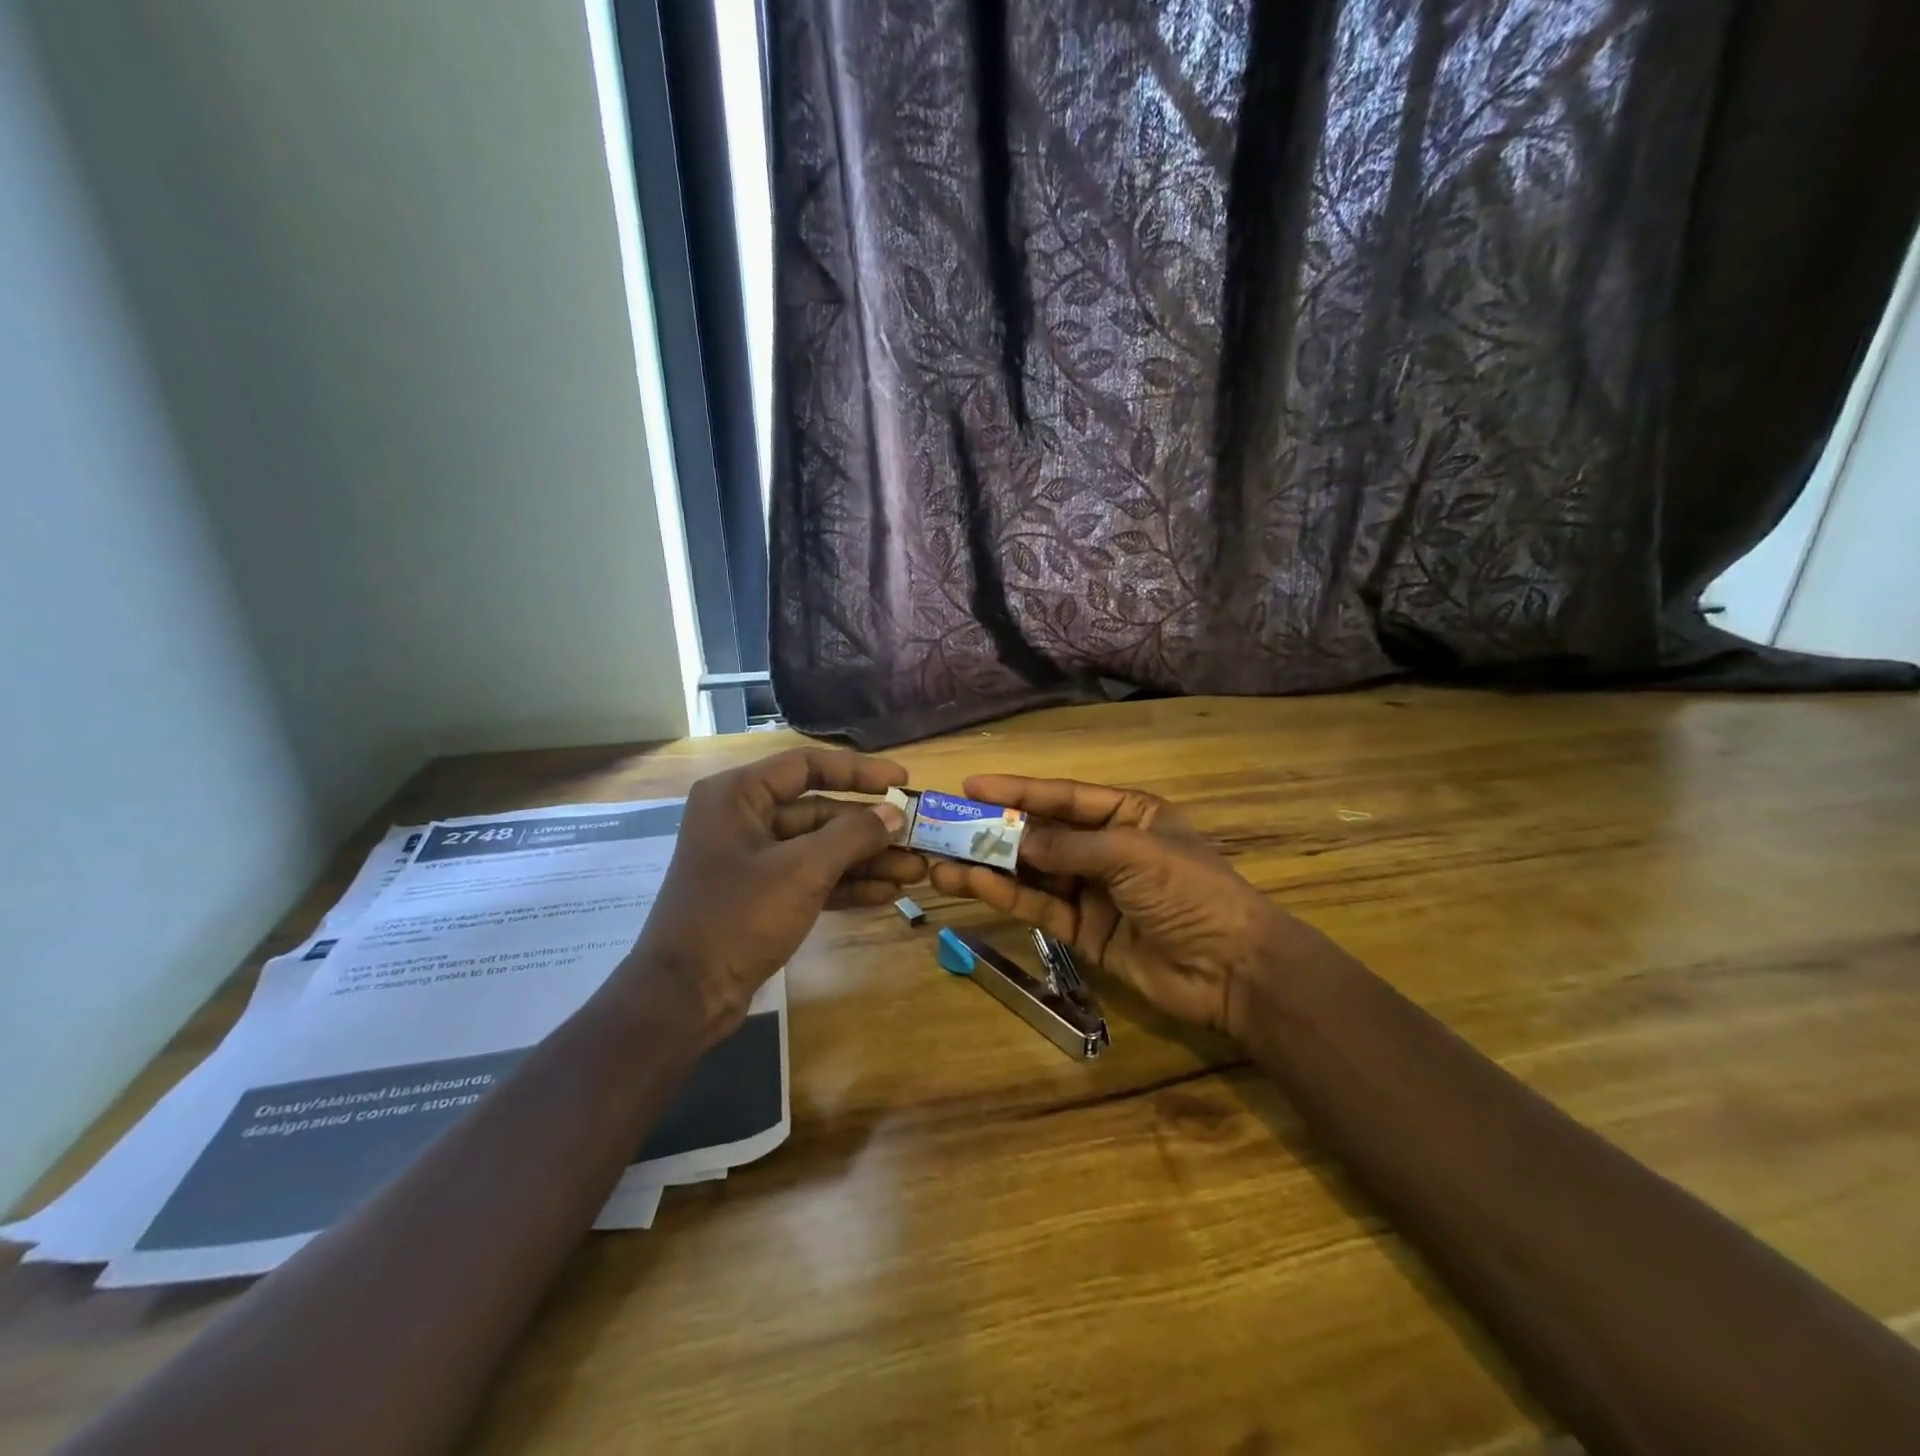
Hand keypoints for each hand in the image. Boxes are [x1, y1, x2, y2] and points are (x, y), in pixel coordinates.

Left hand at [632, 749, 922, 1035]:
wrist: (685, 996)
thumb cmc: (738, 916)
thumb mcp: (802, 870)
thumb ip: (853, 835)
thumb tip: (895, 814)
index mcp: (738, 795)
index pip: (807, 766)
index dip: (859, 771)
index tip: (902, 782)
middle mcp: (743, 819)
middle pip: (819, 811)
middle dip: (870, 828)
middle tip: (917, 837)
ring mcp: (752, 860)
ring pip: (820, 848)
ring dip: (866, 860)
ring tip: (915, 870)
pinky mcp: (761, 895)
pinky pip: (811, 878)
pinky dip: (846, 884)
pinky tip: (887, 893)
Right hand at [926, 776, 1323, 1037]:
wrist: (1231, 968)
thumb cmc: (1189, 891)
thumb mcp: (1131, 855)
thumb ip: (1068, 847)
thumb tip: (1014, 839)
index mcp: (1129, 814)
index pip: (1063, 797)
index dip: (1017, 791)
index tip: (971, 787)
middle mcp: (1107, 848)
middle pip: (1042, 834)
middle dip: (995, 830)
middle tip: (946, 826)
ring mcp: (1094, 891)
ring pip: (1033, 873)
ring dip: (990, 867)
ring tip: (941, 861)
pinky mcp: (1084, 931)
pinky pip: (1040, 906)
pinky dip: (1007, 896)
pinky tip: (973, 885)